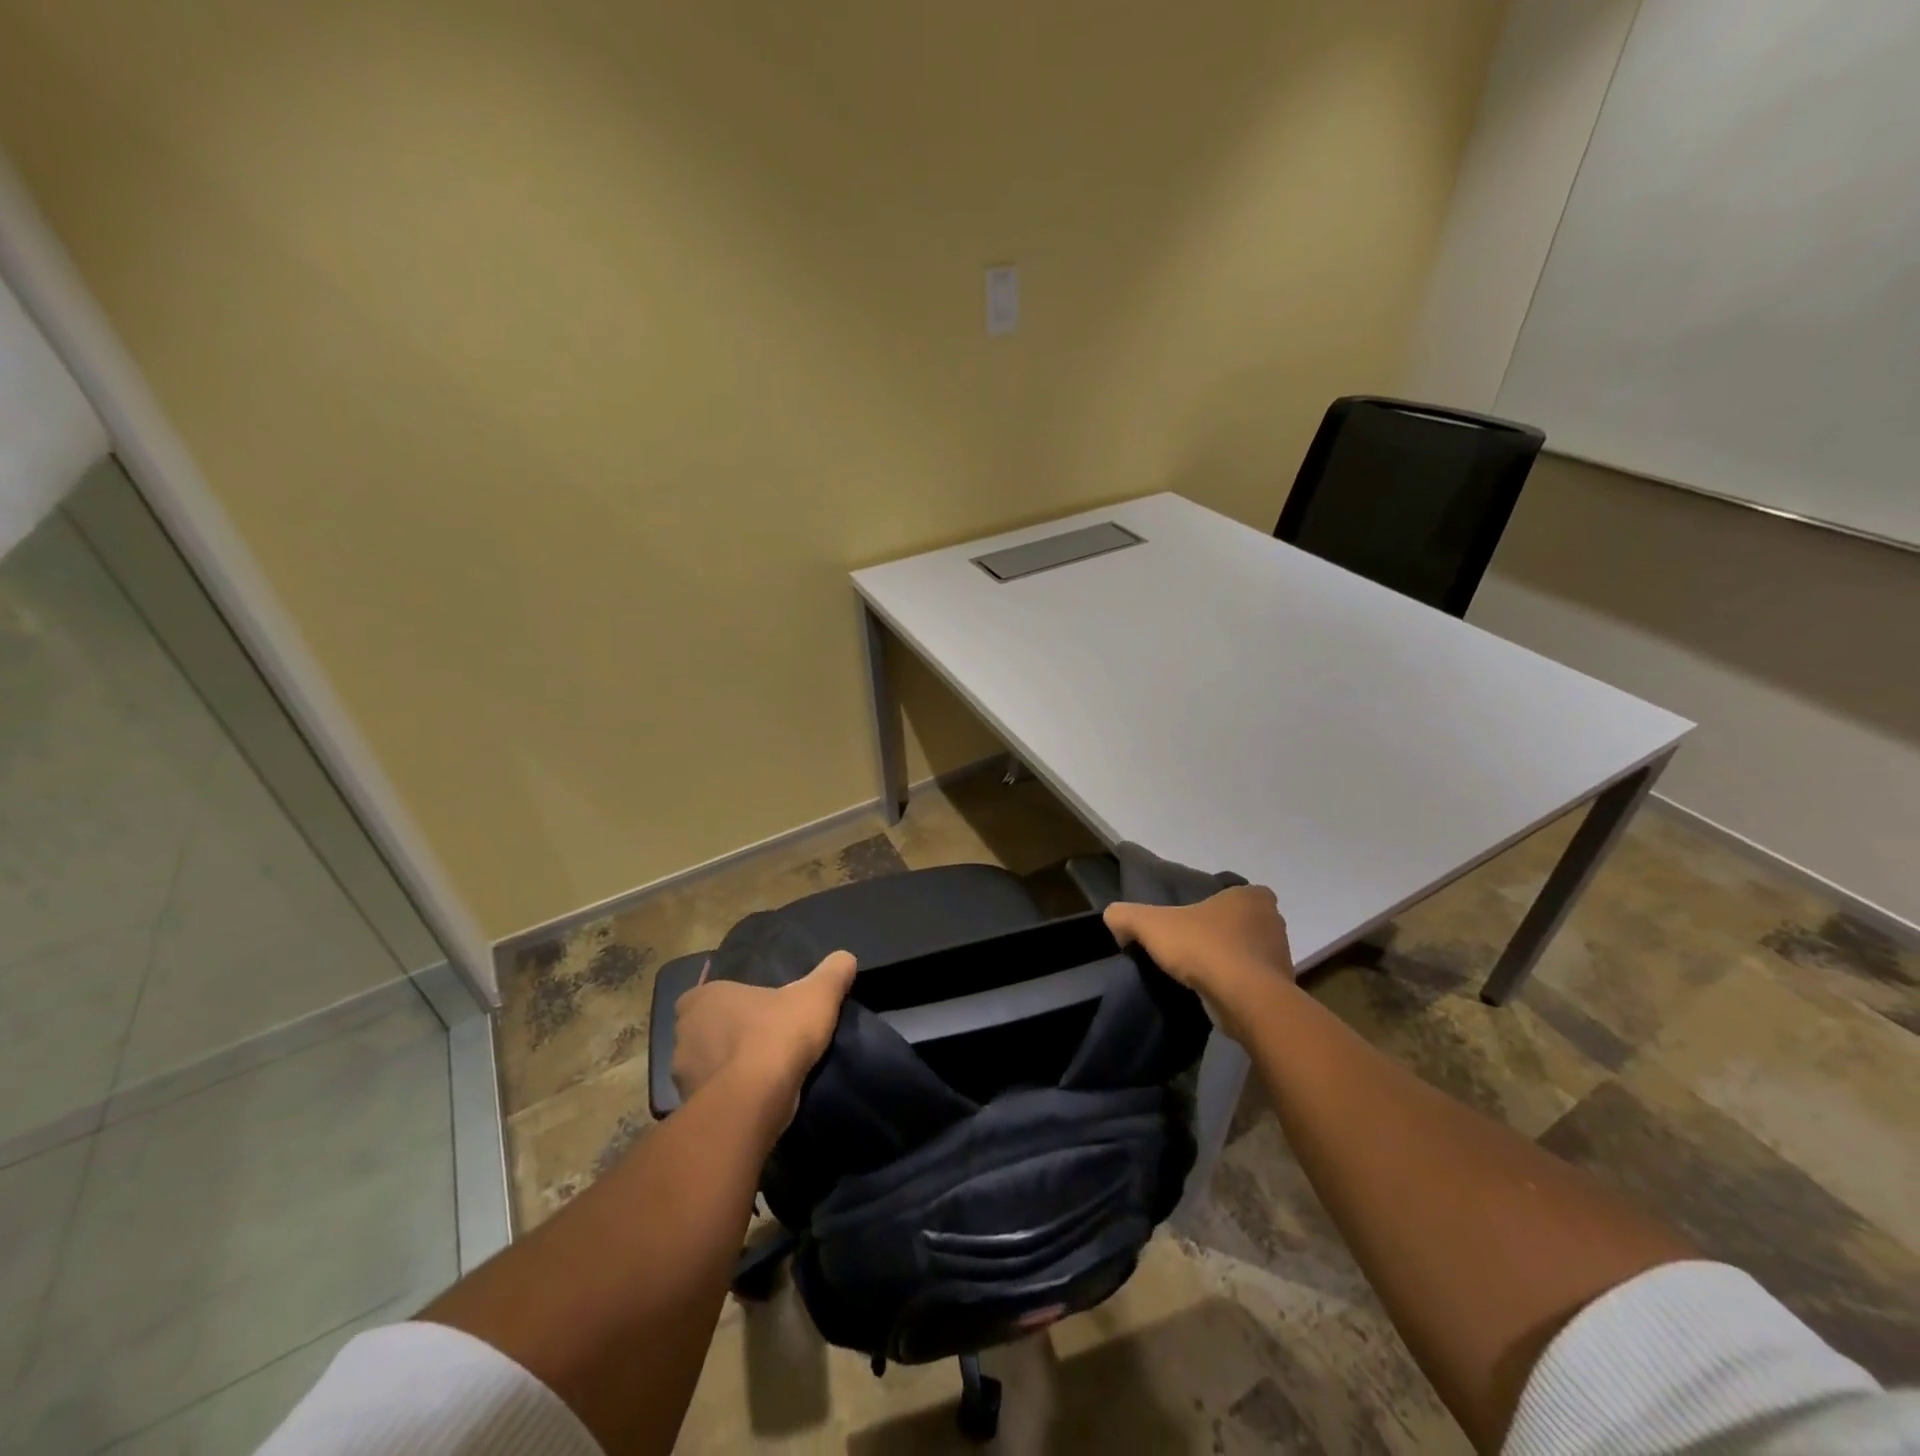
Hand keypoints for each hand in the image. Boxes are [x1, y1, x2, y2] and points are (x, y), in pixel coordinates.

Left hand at [671, 951, 857, 1126]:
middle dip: (727, 1034)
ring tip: (760, 1072)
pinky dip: (728, 1095)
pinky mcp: (689, 1108)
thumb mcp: (817, 995)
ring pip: (706, 1064)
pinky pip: (710, 1096)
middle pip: (706, 1029)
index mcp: (702, 998)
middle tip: (761, 1038)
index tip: (757, 1010)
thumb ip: (832, 973)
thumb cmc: (778, 1034)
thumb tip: (846, 958)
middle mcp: (682, 1033)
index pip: (709, 993)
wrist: (755, 1101)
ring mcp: (681, 1074)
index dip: (733, 1001)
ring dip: (726, 1068)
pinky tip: (753, 1097)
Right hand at [1104, 886, 1295, 1041]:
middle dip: (1219, 933)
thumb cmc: (1203, 948)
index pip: (1232, 894)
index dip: (1211, 905)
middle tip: (1190, 945)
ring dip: (1228, 961)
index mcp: (1251, 896)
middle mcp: (1272, 921)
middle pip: (1239, 923)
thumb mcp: (1150, 924)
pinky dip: (1235, 985)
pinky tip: (1213, 992)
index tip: (1191, 920)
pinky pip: (1252, 981)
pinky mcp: (1280, 989)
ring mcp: (1280, 956)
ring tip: (1198, 973)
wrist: (1245, 1001)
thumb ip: (1126, 915)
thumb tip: (1114, 919)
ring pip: (1247, 953)